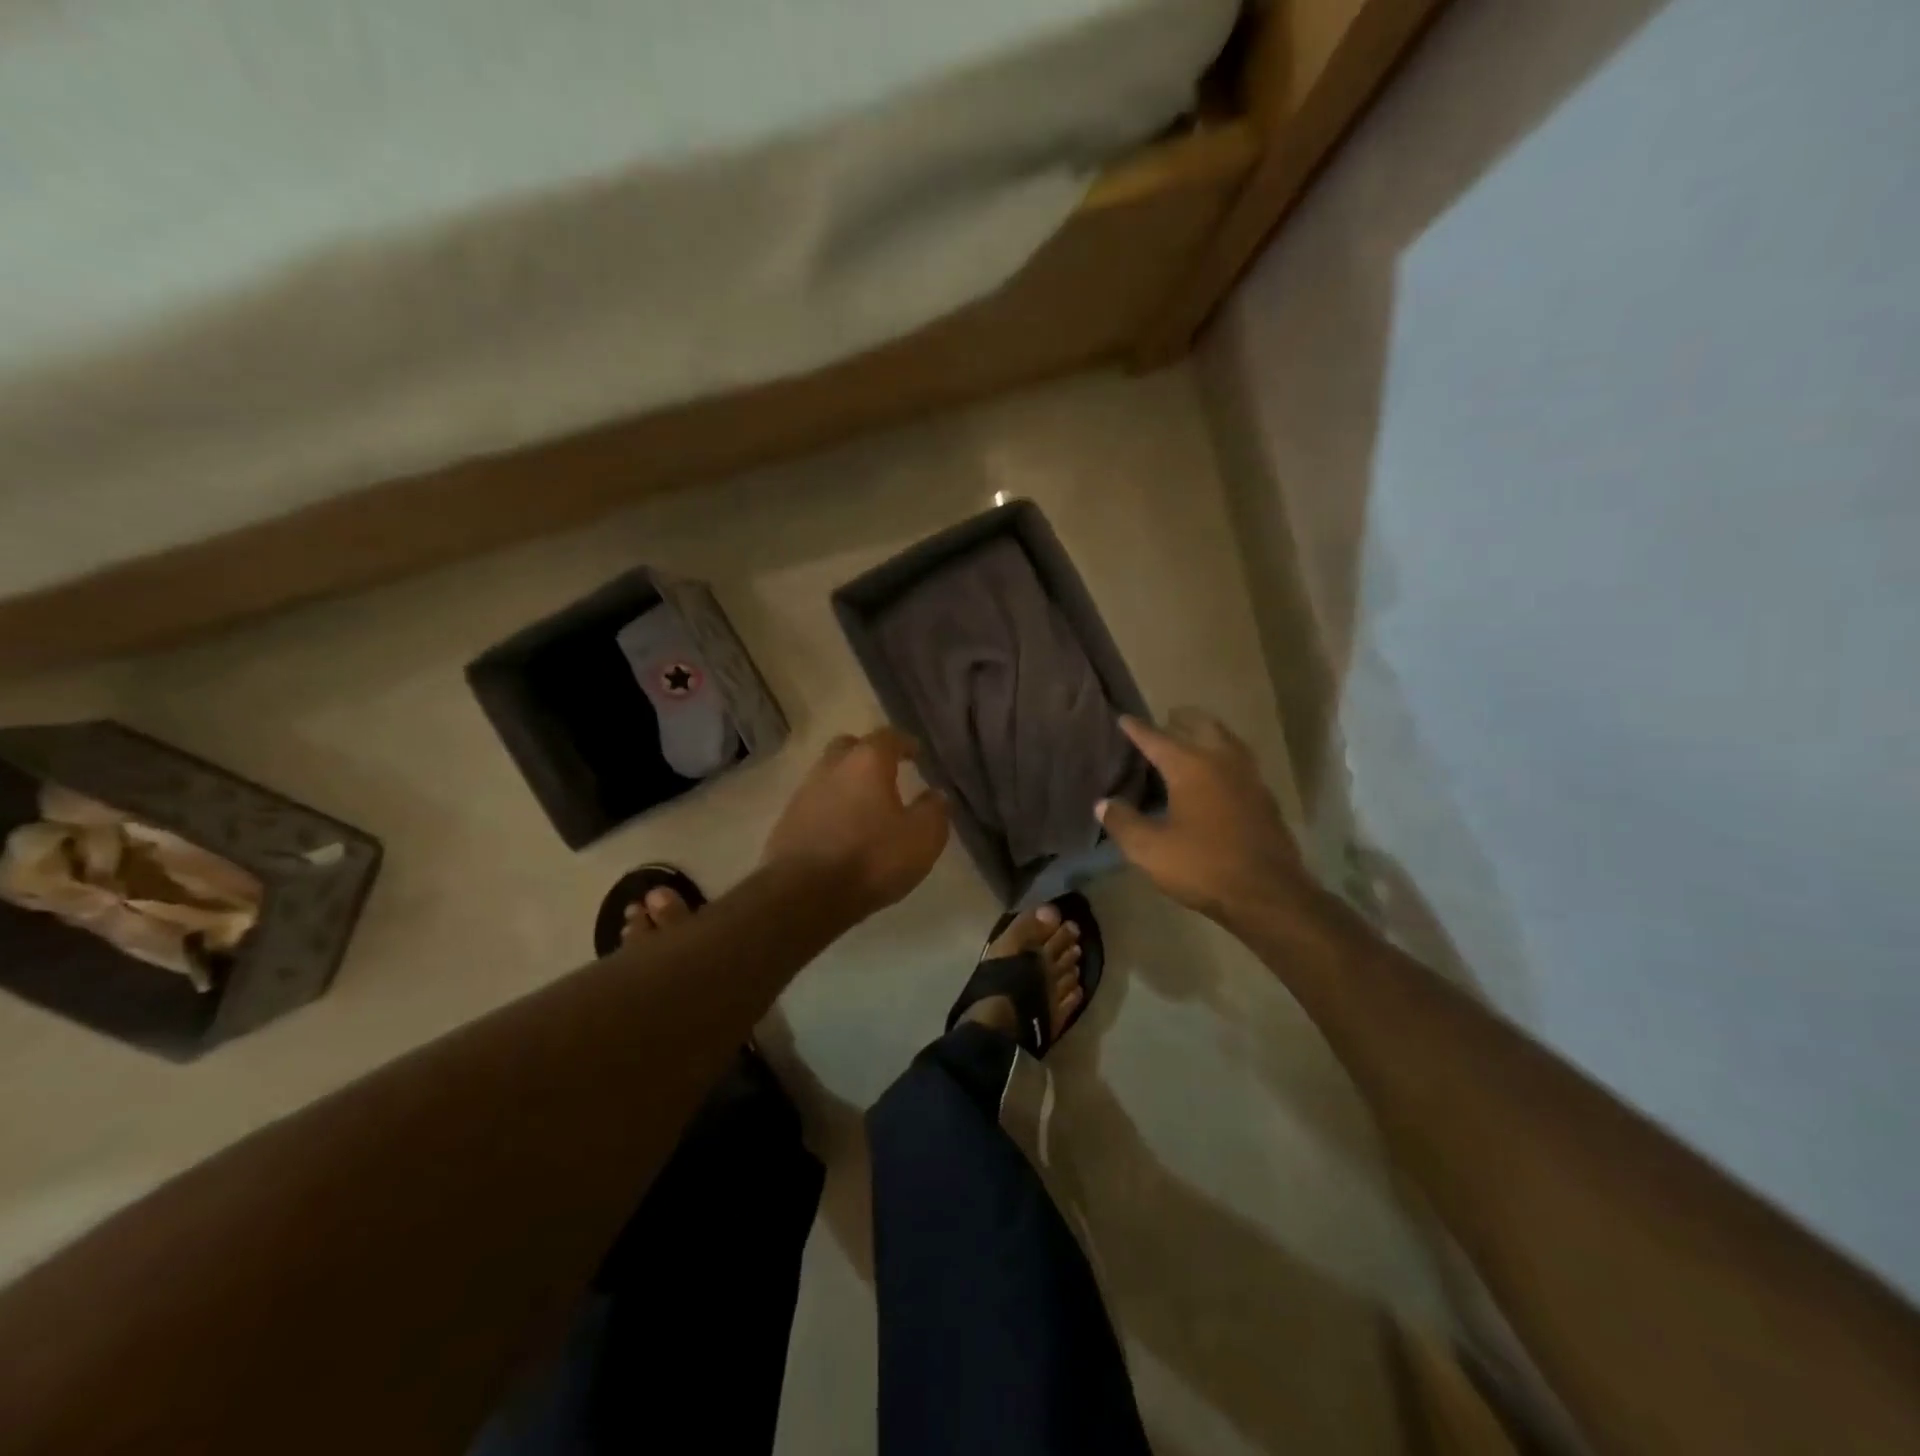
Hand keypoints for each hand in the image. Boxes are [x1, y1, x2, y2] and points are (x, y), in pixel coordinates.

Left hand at [763, 728, 949, 919]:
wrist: (804, 896)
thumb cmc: (871, 859)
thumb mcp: (922, 838)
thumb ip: (934, 811)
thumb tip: (936, 795)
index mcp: (867, 762)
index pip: (888, 736)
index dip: (904, 743)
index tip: (916, 754)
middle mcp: (831, 767)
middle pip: (850, 747)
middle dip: (868, 754)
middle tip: (887, 771)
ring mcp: (804, 793)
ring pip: (829, 774)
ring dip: (847, 783)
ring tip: (866, 805)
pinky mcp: (787, 821)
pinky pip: (815, 803)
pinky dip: (831, 808)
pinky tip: (842, 829)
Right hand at [1096, 710, 1310, 925]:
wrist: (1268, 894)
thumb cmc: (1203, 866)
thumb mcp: (1150, 849)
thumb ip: (1123, 822)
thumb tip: (1103, 803)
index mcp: (1191, 767)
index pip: (1157, 739)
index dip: (1137, 729)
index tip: (1124, 718)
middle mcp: (1222, 762)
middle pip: (1202, 726)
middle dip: (1182, 719)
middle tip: (1168, 718)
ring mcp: (1249, 778)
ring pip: (1227, 741)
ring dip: (1208, 734)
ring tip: (1193, 739)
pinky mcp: (1264, 798)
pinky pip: (1240, 763)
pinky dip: (1224, 757)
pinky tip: (1217, 776)